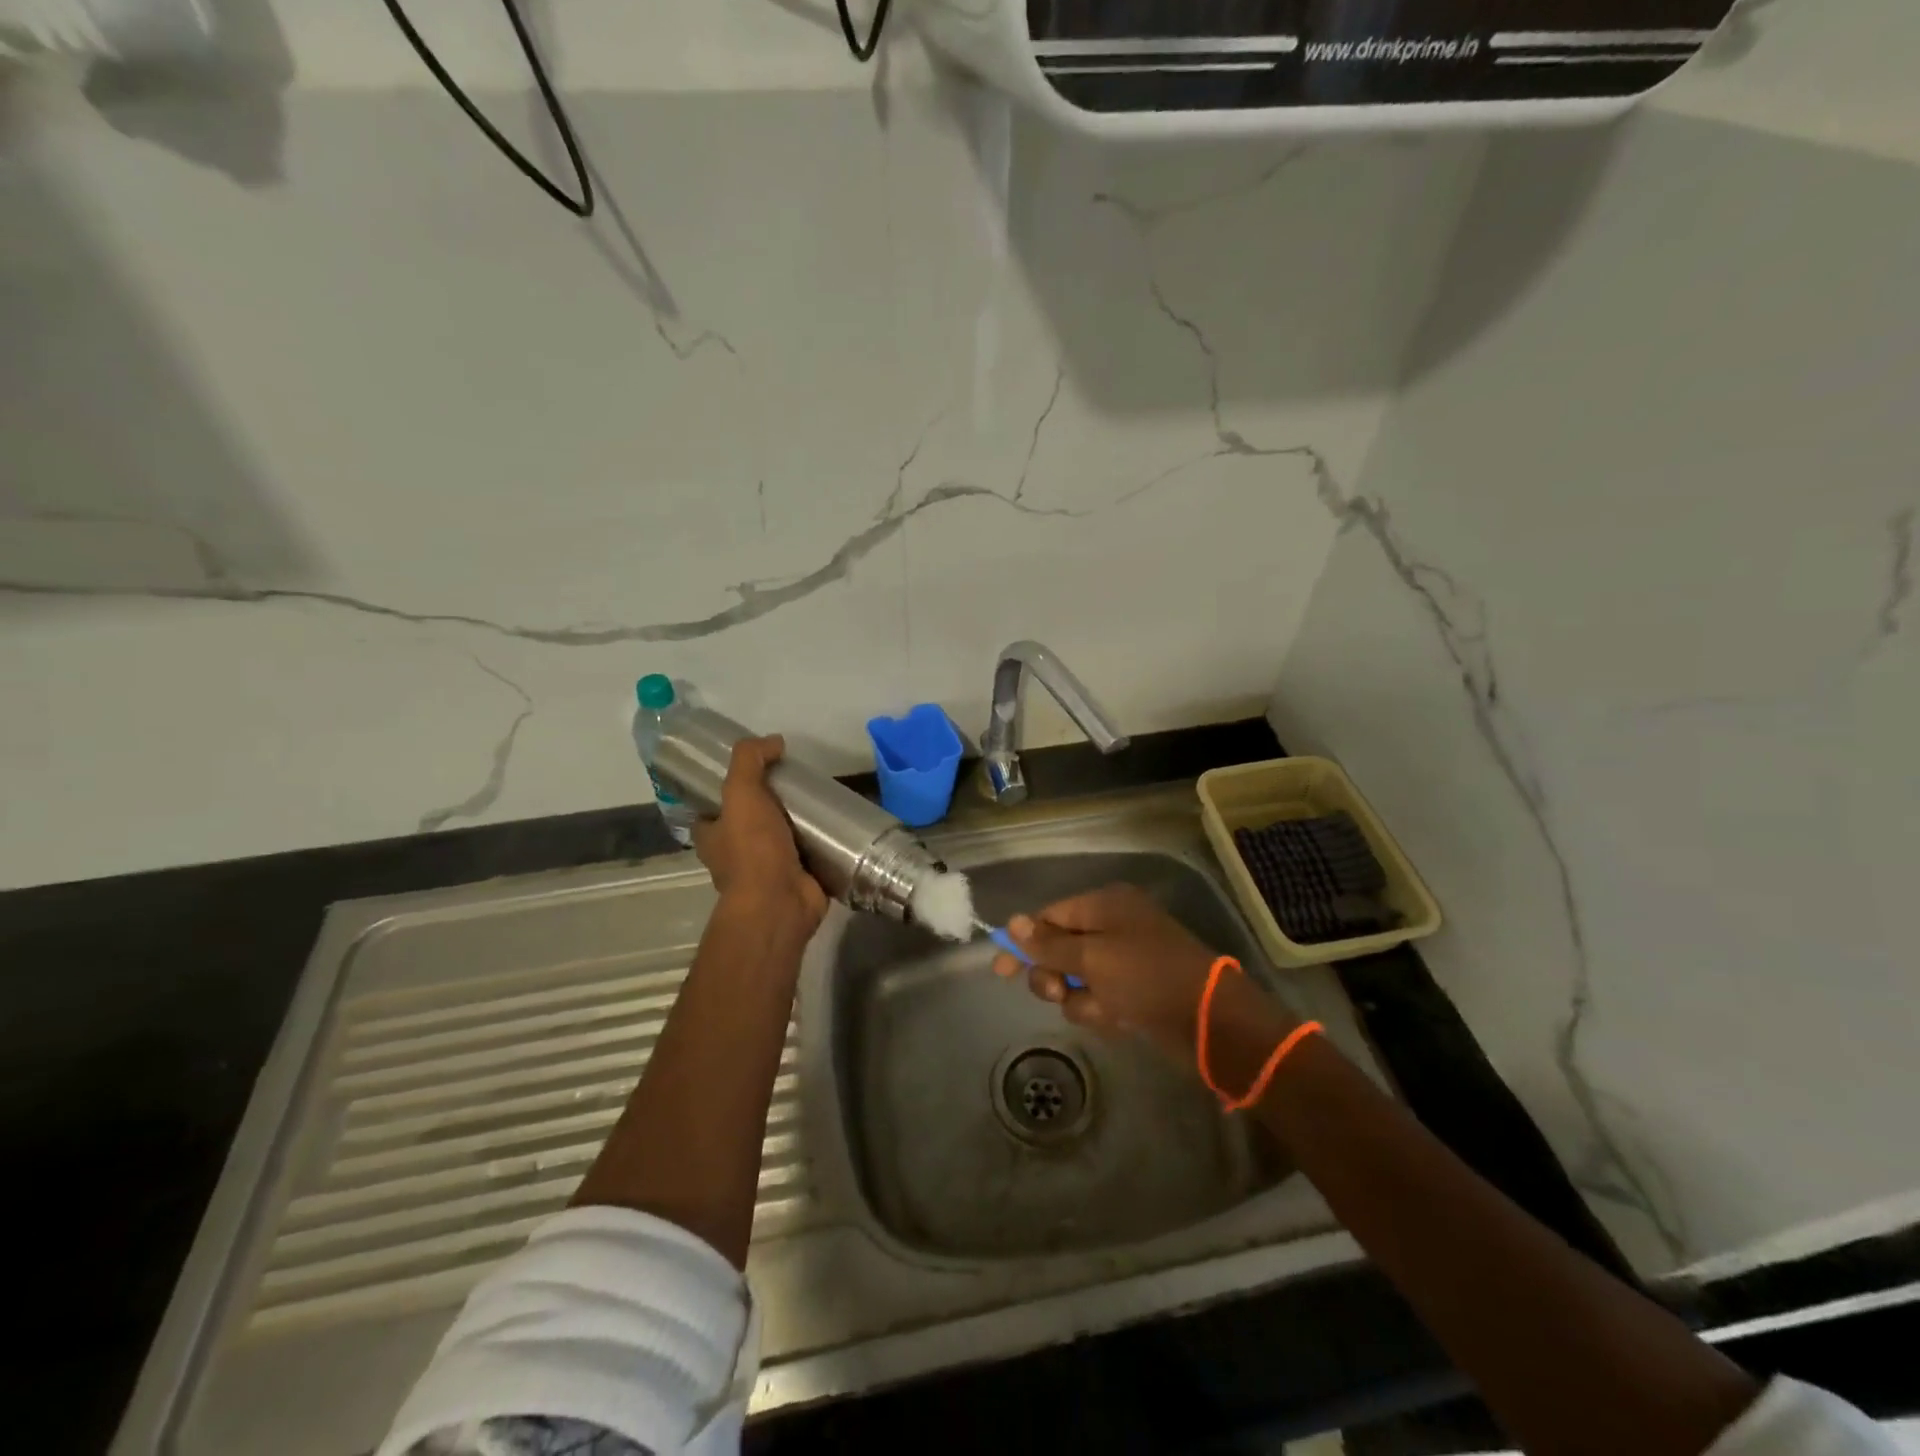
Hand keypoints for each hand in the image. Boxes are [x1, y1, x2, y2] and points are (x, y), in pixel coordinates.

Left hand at [691, 736, 827, 933]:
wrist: (780, 903)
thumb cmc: (753, 850)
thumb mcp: (741, 793)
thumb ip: (750, 761)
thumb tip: (773, 741)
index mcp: (713, 837)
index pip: (712, 809)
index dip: (726, 791)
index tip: (755, 772)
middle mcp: (735, 855)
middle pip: (750, 822)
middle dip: (770, 806)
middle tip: (796, 783)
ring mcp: (767, 871)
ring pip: (781, 839)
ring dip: (798, 825)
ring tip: (822, 800)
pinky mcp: (797, 880)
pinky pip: (809, 855)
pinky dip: (821, 844)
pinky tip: (837, 826)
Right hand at [992, 883, 1294, 1058]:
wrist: (1210, 1020)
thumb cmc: (1147, 976)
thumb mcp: (1092, 957)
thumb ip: (1049, 944)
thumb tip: (1012, 922)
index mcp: (1105, 905)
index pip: (1050, 916)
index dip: (1024, 941)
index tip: (1000, 969)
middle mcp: (1113, 927)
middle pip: (1059, 949)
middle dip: (1055, 975)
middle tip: (1059, 992)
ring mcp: (1124, 961)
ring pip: (1076, 980)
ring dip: (1081, 999)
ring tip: (1104, 1009)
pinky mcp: (1134, 992)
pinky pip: (1098, 999)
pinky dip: (1101, 1011)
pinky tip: (1119, 1019)